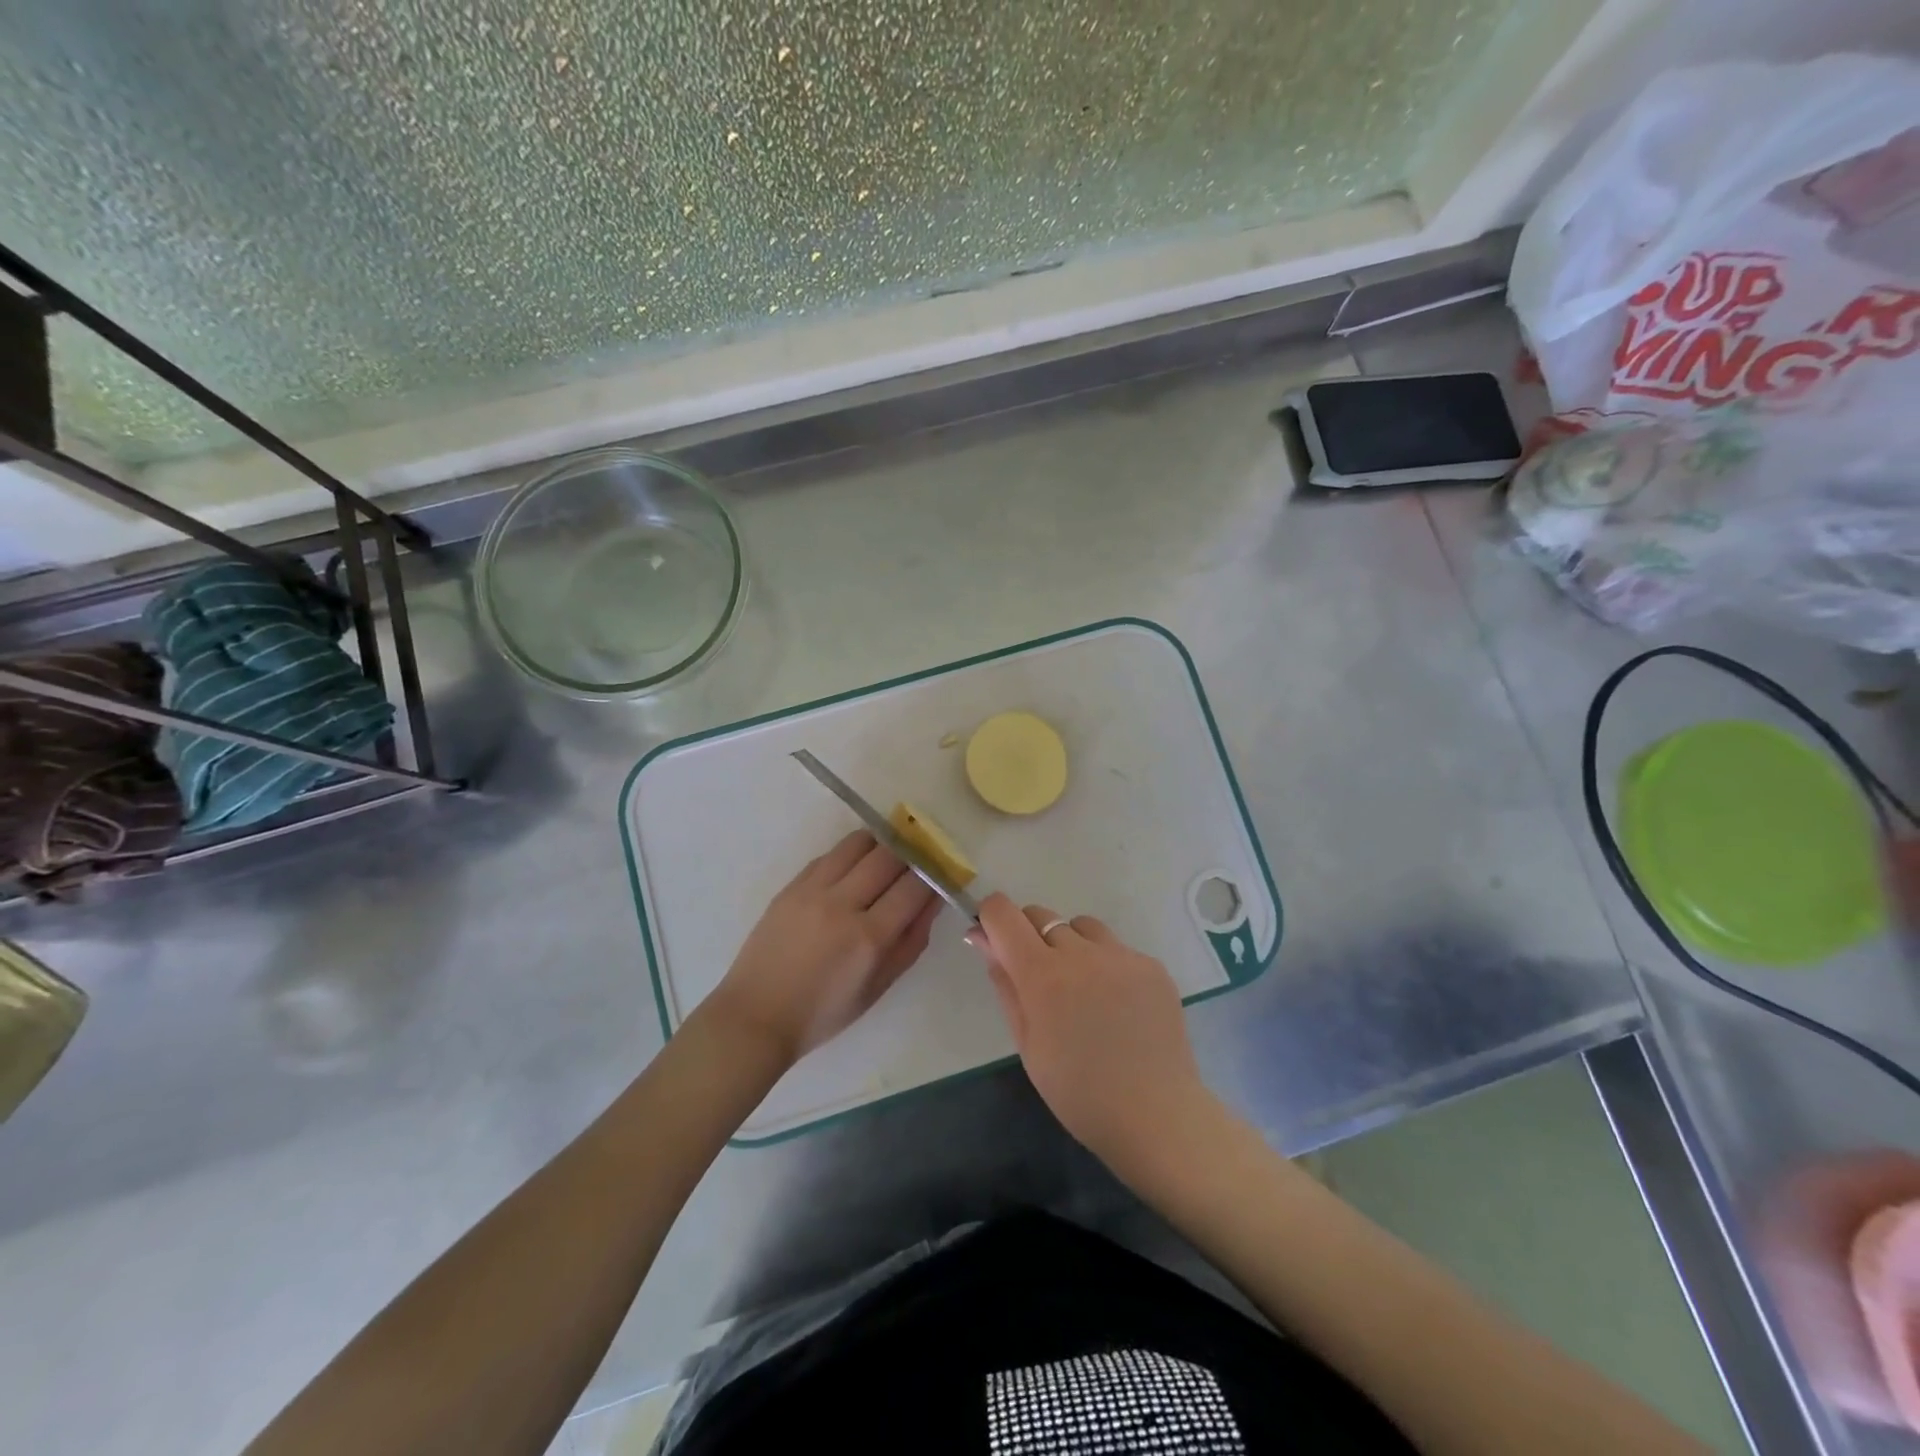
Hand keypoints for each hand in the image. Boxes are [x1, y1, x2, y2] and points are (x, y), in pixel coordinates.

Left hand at [702, 830, 941, 1067]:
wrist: (756, 1015)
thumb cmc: (824, 1012)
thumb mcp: (879, 986)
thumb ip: (911, 942)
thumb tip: (933, 901)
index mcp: (869, 938)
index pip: (914, 887)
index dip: (933, 874)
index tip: (941, 871)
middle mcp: (842, 905)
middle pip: (889, 856)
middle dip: (911, 854)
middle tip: (918, 859)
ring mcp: (813, 890)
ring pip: (858, 844)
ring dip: (881, 845)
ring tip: (887, 856)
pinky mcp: (792, 885)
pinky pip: (830, 854)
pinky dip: (850, 855)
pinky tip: (854, 868)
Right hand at [968, 893, 1218, 1175]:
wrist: (1156, 1116)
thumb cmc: (1078, 1092)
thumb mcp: (1027, 1043)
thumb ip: (1005, 983)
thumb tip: (982, 938)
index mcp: (1043, 975)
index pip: (1004, 914)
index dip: (991, 917)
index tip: (992, 938)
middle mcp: (1081, 952)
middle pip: (1041, 915)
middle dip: (1028, 935)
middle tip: (1038, 979)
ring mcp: (1121, 955)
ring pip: (1081, 927)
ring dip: (1070, 945)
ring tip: (1082, 990)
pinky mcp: (1152, 965)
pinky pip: (1116, 949)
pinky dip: (1106, 964)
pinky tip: (1117, 1004)